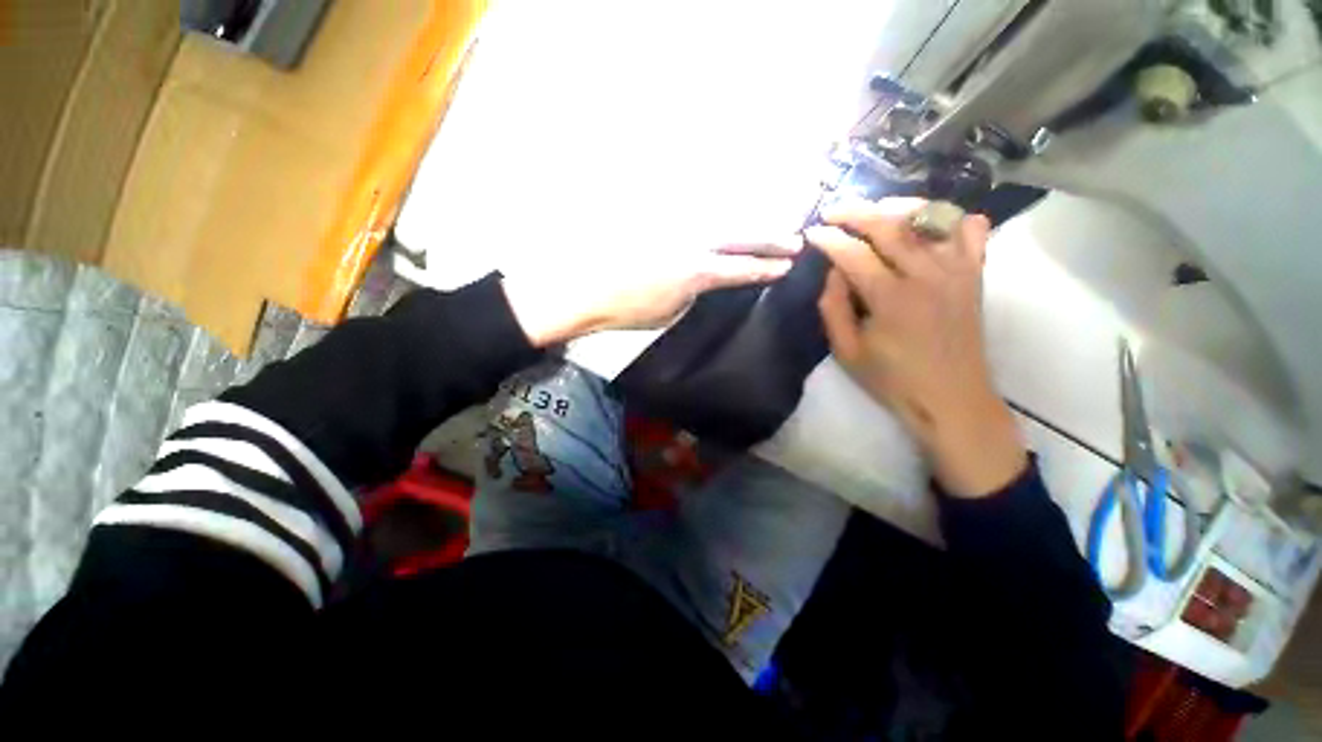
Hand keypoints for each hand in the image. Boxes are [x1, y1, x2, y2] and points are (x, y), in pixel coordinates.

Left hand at [502, 238, 800, 346]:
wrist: (584, 289)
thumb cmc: (627, 311)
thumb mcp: (670, 312)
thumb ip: (695, 291)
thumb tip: (707, 277)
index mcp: (696, 272)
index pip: (741, 269)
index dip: (766, 268)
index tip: (787, 266)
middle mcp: (692, 242)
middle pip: (740, 235)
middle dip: (770, 238)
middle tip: (794, 240)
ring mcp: (675, 226)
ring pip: (721, 219)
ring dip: (747, 225)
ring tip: (768, 228)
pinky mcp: (660, 219)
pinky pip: (696, 215)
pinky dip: (716, 219)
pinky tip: (726, 221)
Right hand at [807, 198, 1025, 497]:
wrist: (951, 398)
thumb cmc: (892, 379)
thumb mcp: (847, 351)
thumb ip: (833, 308)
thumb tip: (834, 271)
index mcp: (891, 299)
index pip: (854, 254)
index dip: (829, 239)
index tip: (811, 232)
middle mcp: (928, 275)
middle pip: (891, 225)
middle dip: (856, 212)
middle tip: (833, 210)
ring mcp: (957, 270)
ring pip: (931, 217)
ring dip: (898, 206)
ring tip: (874, 210)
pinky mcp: (974, 275)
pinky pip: (969, 230)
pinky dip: (950, 217)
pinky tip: (929, 223)